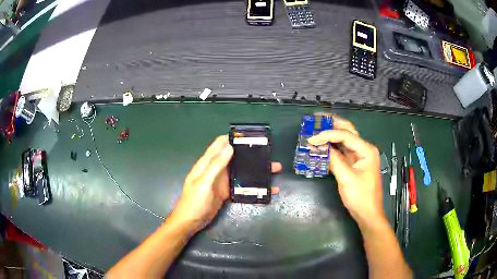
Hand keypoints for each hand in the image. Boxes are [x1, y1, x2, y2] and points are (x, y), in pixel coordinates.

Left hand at [173, 135, 281, 232]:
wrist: (191, 222)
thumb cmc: (194, 201)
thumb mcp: (204, 182)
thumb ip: (216, 165)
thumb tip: (230, 146)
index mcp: (207, 163)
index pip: (220, 144)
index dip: (234, 138)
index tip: (251, 137)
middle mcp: (216, 169)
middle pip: (234, 157)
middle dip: (250, 154)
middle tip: (268, 154)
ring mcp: (222, 181)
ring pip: (240, 170)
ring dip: (255, 170)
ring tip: (273, 169)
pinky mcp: (227, 192)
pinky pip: (242, 185)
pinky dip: (253, 185)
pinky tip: (267, 188)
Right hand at [308, 116, 384, 226]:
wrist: (368, 213)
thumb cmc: (360, 196)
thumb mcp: (346, 178)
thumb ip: (334, 160)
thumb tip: (320, 147)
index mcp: (366, 150)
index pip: (345, 135)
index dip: (327, 134)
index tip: (311, 139)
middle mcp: (364, 149)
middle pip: (348, 130)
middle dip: (332, 123)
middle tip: (316, 118)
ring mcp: (359, 156)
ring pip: (345, 139)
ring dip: (332, 133)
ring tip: (317, 127)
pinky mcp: (354, 163)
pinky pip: (343, 151)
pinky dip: (333, 146)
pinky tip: (323, 144)